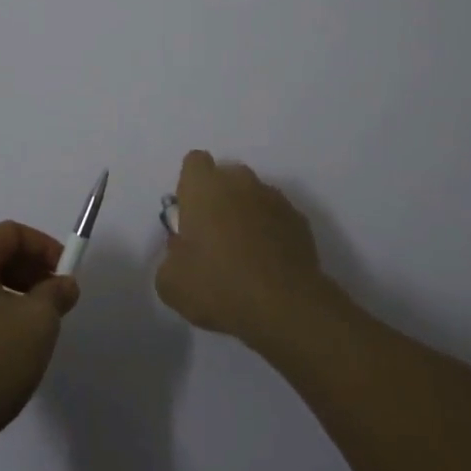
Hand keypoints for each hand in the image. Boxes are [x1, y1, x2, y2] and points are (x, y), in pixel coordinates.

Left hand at [0, 221, 79, 470]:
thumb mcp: (38, 324)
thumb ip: (56, 294)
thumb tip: (63, 284)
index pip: (11, 233)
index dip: (45, 247)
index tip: (67, 274)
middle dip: (30, 272)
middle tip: (56, 300)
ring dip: (13, 296)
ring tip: (36, 328)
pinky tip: (7, 350)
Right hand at [155, 150, 334, 347]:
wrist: (285, 307)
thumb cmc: (219, 285)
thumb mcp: (171, 282)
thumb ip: (170, 256)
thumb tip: (181, 250)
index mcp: (205, 186)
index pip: (194, 162)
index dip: (190, 186)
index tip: (190, 216)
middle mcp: (241, 182)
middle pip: (226, 177)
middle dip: (219, 199)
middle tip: (214, 238)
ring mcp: (274, 198)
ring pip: (253, 196)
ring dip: (246, 215)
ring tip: (244, 255)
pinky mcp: (300, 220)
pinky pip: (277, 218)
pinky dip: (271, 232)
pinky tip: (268, 265)